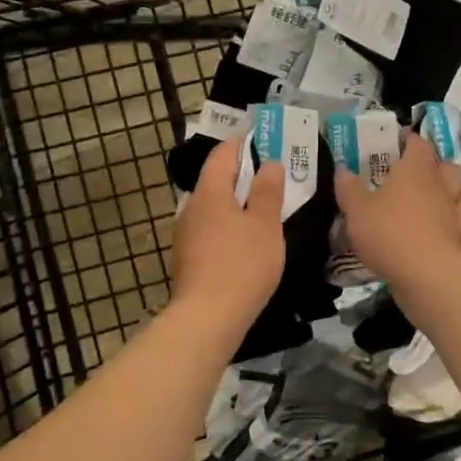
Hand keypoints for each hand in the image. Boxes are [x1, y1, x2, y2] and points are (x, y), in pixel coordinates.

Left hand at [169, 137, 284, 320]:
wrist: (207, 319)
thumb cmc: (242, 265)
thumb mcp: (264, 225)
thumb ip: (267, 191)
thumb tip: (268, 163)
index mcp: (208, 192)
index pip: (222, 154)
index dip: (244, 144)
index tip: (267, 142)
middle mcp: (191, 207)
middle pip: (216, 180)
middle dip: (243, 176)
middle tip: (274, 178)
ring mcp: (185, 235)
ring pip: (213, 208)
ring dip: (237, 204)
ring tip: (265, 210)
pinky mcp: (188, 259)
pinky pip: (211, 230)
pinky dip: (229, 227)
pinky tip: (246, 242)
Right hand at [335, 131, 460, 285]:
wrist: (427, 275)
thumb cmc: (388, 232)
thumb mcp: (356, 210)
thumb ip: (349, 188)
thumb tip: (342, 169)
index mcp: (415, 170)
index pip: (418, 144)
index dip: (410, 141)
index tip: (398, 143)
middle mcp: (440, 186)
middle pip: (448, 166)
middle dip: (437, 167)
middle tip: (418, 175)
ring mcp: (456, 214)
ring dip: (456, 194)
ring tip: (440, 202)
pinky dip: (458, 227)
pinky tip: (446, 233)